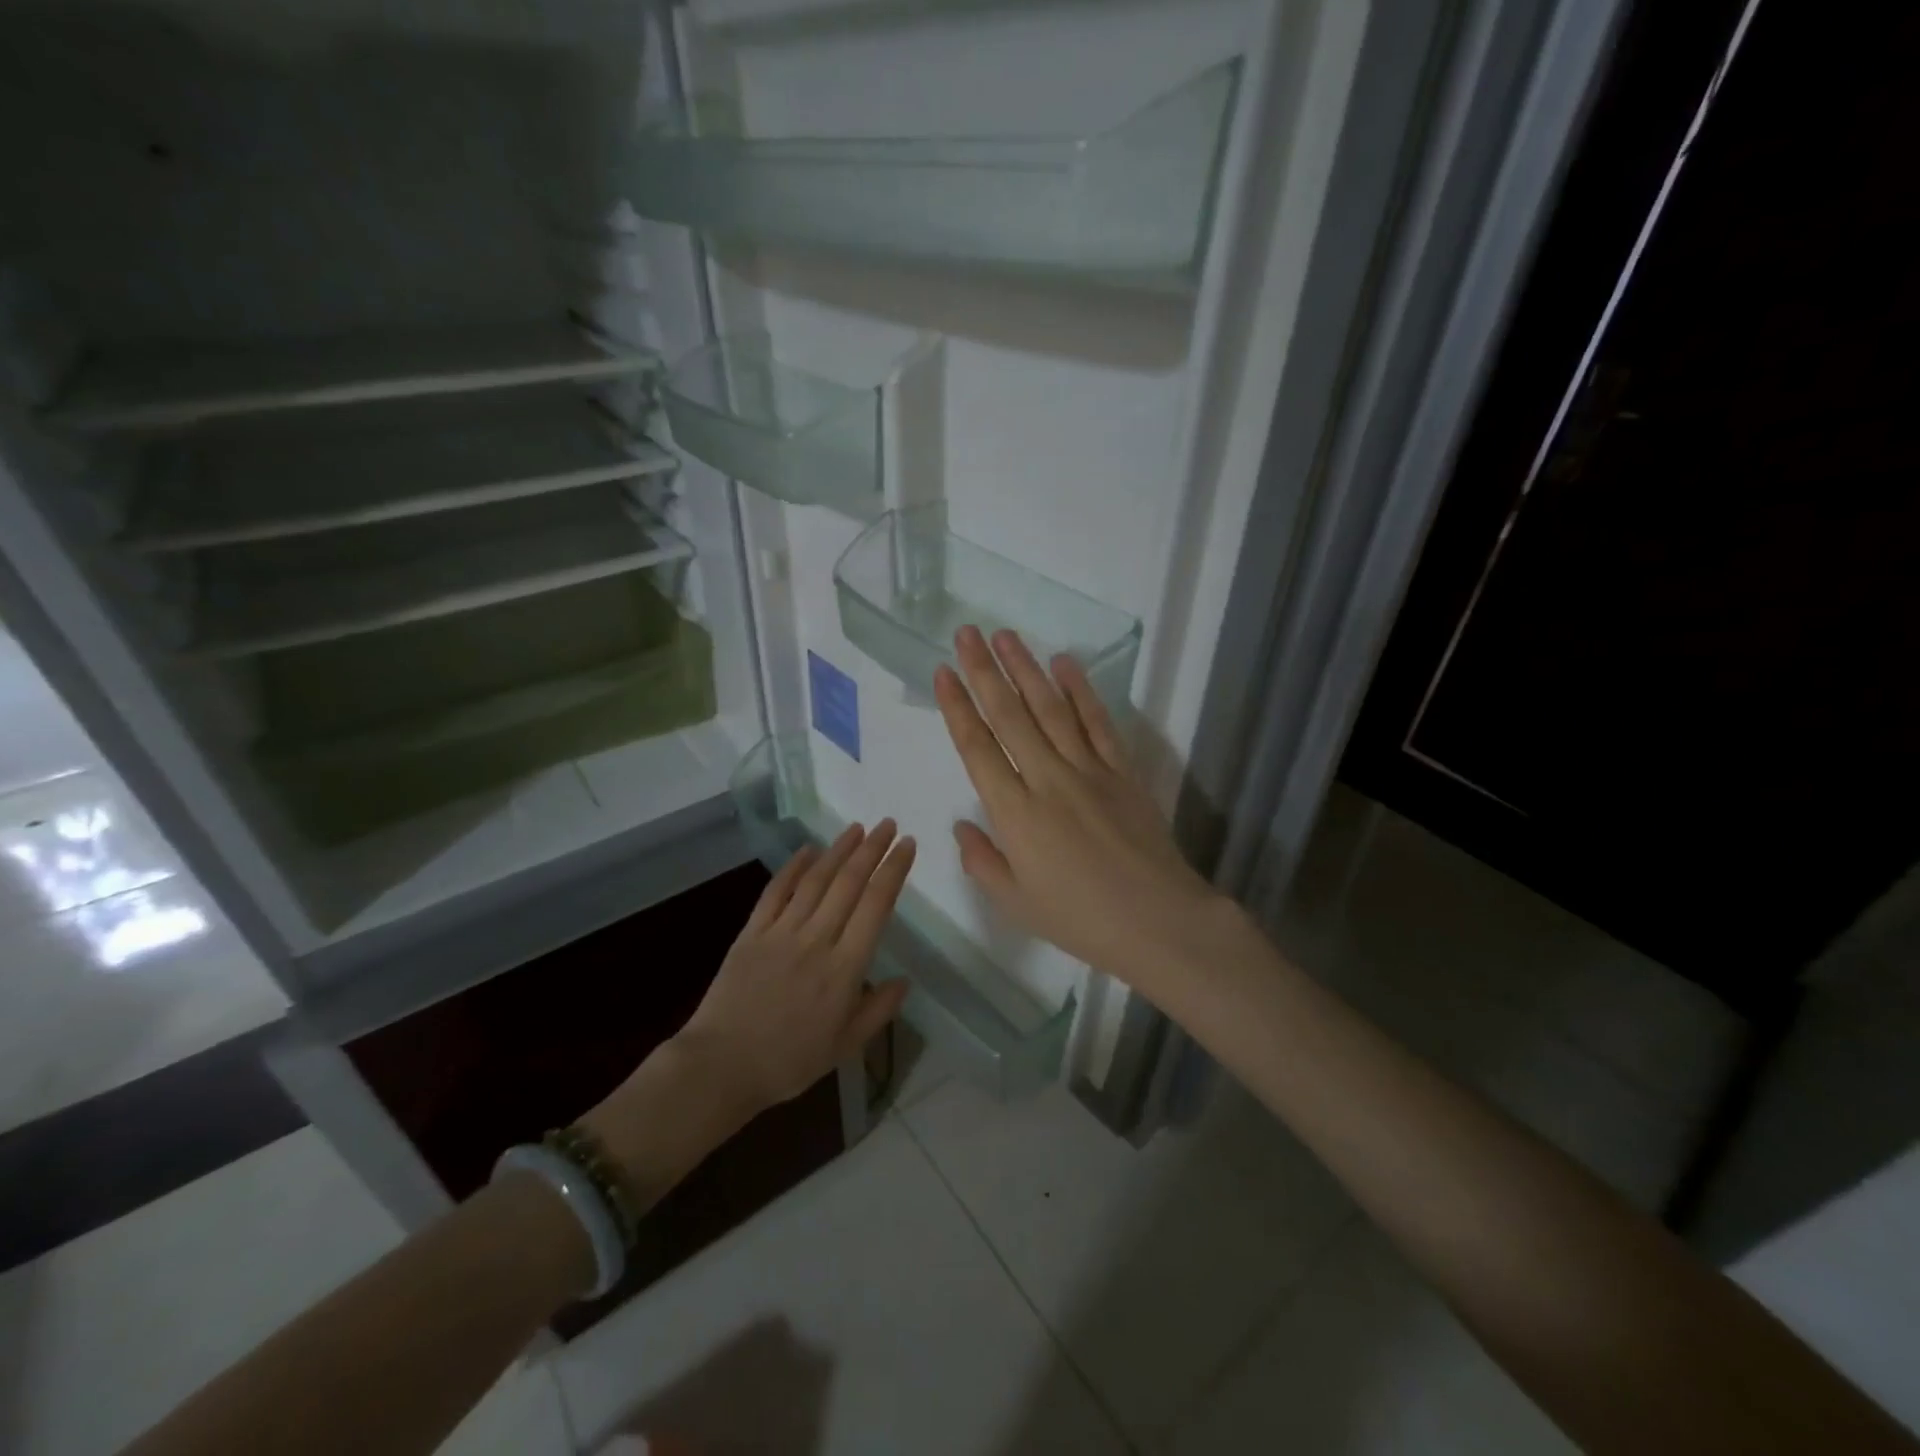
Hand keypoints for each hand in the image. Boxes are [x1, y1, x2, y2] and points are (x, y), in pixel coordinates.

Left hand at [679, 821, 915, 1107]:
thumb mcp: (845, 1046)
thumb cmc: (788, 1062)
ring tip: (856, 828)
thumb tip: (903, 981)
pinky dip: (793, 867)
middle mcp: (816, 940)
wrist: (720, 1066)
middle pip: (849, 884)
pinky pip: (775, 892)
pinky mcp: (752, 932)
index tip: (907, 846)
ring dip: (838, 850)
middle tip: (888, 825)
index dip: (893, 871)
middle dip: (872, 849)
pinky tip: (808, 850)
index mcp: (845, 968)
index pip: (876, 906)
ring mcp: (781, 932)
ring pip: (815, 880)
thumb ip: (878, 1011)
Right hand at [933, 625, 1227, 995]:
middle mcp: (1047, 778)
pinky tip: (1064, 664)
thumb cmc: (1079, 919)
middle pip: (1010, 715)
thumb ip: (982, 860)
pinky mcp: (1122, 770)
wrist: (1157, 921)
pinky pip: (1097, 722)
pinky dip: (1080, 690)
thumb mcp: (1015, 902)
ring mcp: (1088, 770)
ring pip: (1050, 708)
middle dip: (984, 670)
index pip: (977, 747)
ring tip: (1005, 635)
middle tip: (967, 633)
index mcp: (1015, 812)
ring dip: (1026, 668)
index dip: (957, 706)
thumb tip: (963, 825)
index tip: (943, 672)